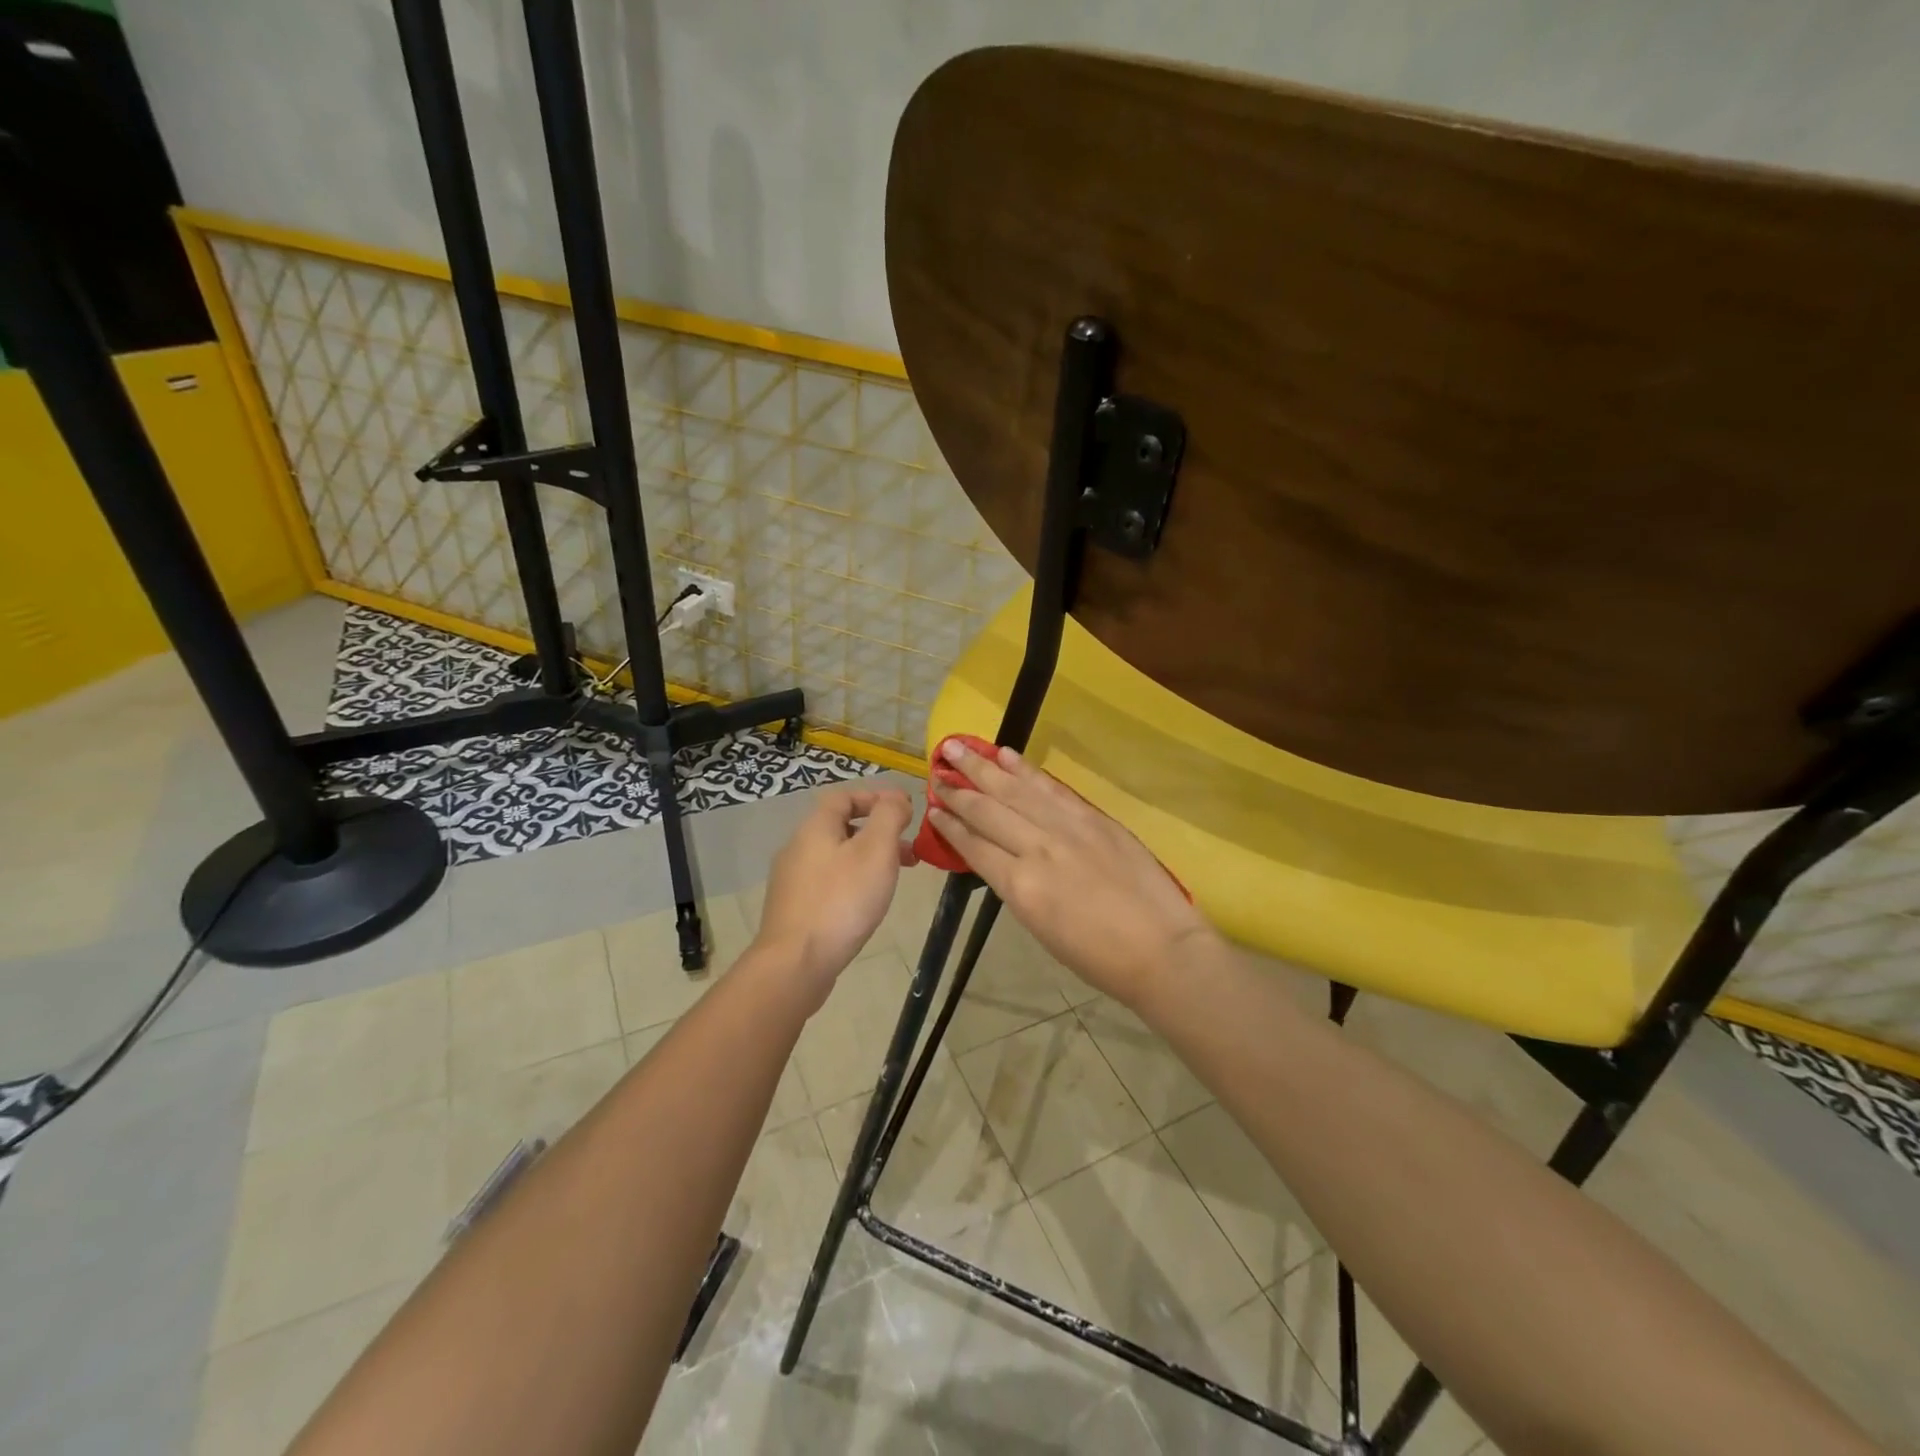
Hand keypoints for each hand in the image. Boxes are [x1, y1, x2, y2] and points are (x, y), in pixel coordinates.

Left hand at [754, 787, 914, 1008]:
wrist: (796, 963)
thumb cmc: (842, 900)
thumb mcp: (876, 850)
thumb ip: (889, 816)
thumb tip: (896, 797)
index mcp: (815, 827)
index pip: (844, 796)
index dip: (875, 797)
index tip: (904, 811)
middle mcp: (798, 847)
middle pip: (841, 827)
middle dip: (878, 833)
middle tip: (909, 850)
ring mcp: (792, 880)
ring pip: (836, 856)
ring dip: (868, 859)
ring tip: (894, 879)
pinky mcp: (793, 909)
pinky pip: (827, 882)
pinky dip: (852, 881)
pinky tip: (866, 904)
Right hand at [926, 740, 1217, 1007]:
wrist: (1162, 949)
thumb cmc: (1098, 957)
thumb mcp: (1042, 929)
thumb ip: (1018, 888)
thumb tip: (1003, 859)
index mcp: (1020, 887)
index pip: (974, 846)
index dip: (950, 826)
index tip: (933, 809)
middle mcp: (1037, 849)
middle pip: (988, 811)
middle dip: (958, 790)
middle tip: (936, 771)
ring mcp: (1067, 828)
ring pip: (1015, 791)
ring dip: (983, 767)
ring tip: (957, 748)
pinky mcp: (1093, 818)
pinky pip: (1052, 788)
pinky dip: (1027, 770)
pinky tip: (1007, 756)